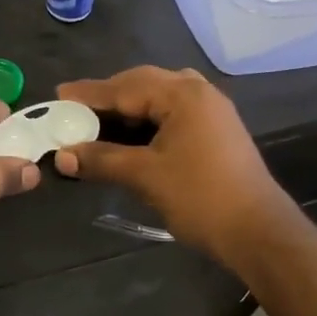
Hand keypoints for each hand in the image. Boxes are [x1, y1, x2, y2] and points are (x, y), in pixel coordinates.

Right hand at [54, 67, 296, 265]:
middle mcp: (199, 93)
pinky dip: (148, 119)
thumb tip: (62, 156)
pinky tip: (131, 134)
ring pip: (160, 97)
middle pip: (144, 84)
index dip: (89, 94)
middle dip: (109, 95)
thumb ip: (102, 160)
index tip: (59, 95)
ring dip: (129, 106)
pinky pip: (173, 112)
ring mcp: (212, 111)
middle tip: (76, 107)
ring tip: (99, 119)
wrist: (257, 232)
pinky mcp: (217, 130)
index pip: (125, 87)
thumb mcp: (144, 176)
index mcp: (183, 95)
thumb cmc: (199, 197)